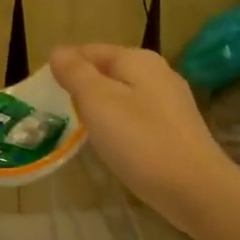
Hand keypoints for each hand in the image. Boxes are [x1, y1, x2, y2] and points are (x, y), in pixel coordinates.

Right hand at [51, 45, 237, 234]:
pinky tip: (112, 143)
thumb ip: (76, 74)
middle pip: (109, 71)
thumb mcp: (98, 102)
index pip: (91, 50)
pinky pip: (138, 116)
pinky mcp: (177, 129)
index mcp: (138, 60)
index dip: (65, 65)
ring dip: (101, 106)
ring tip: (80, 128)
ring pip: (124, 94)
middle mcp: (158, 73)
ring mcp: (172, 102)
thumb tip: (58, 51)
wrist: (195, 189)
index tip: (44, 91)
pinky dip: (120, 124)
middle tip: (58, 111)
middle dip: (83, 86)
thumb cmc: (140, 141)